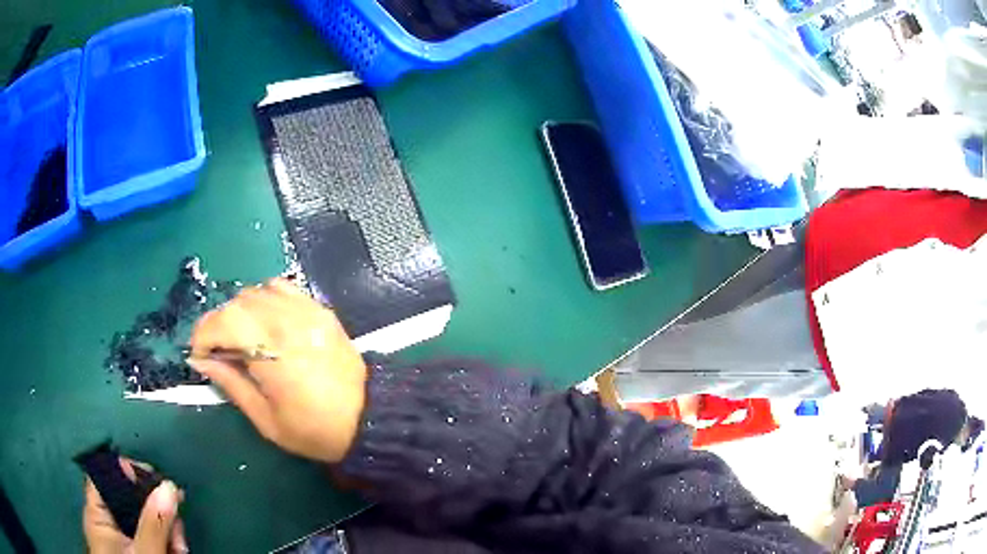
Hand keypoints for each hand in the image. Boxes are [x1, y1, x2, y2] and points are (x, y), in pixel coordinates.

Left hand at [83, 459, 186, 553]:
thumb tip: (168, 486)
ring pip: (142, 520)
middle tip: (178, 532)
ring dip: (164, 530)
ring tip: (179, 550)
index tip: (160, 484)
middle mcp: (104, 520)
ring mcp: (117, 538)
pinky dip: (161, 541)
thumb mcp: (145, 553)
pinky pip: (145, 535)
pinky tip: (173, 552)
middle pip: (130, 499)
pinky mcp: (129, 550)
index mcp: (97, 513)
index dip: (130, 471)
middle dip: (157, 511)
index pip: (106, 475)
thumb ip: (154, 522)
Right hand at [189, 278, 367, 462]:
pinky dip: (265, 300)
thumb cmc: (315, 430)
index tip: (199, 356)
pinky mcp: (320, 309)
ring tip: (242, 340)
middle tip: (219, 352)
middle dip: (219, 325)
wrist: (368, 419)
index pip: (224, 322)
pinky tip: (266, 324)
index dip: (203, 335)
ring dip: (240, 311)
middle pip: (238, 303)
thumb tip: (203, 361)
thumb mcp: (266, 420)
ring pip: (258, 291)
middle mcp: (289, 322)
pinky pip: (283, 289)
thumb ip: (231, 384)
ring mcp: (307, 311)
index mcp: (274, 353)